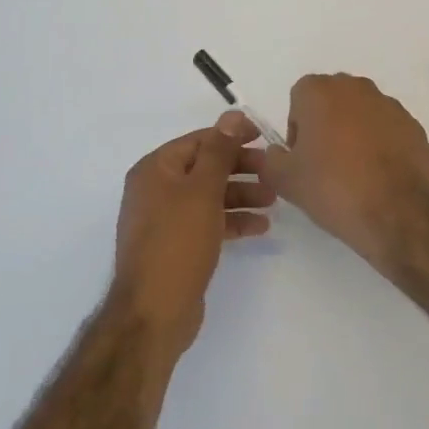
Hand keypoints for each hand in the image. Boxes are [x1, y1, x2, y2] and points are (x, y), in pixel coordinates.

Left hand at [112, 111, 275, 357]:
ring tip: (274, 200)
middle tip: (274, 172)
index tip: (264, 137)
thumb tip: (232, 115)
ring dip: (241, 194)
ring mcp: (166, 220)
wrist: (153, 313)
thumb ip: (220, 151)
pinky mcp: (178, 246)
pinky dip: (232, 220)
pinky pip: (209, 222)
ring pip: (210, 196)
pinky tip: (261, 226)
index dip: (231, 137)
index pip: (199, 141)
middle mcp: (156, 190)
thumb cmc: (177, 242)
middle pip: (205, 168)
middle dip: (240, 168)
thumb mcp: (202, 190)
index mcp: (155, 169)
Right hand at [261, 75, 428, 267]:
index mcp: (321, 91)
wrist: (399, 214)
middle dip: (325, 125)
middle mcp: (356, 88)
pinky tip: (379, 176)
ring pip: (361, 113)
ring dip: (354, 133)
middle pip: (332, 100)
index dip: (297, 127)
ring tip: (355, 174)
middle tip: (324, 164)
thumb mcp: (285, 181)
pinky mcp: (414, 125)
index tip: (302, 157)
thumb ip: (271, 159)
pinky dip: (380, 145)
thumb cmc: (334, 189)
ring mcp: (390, 105)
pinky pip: (387, 129)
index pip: (299, 97)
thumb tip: (277, 153)